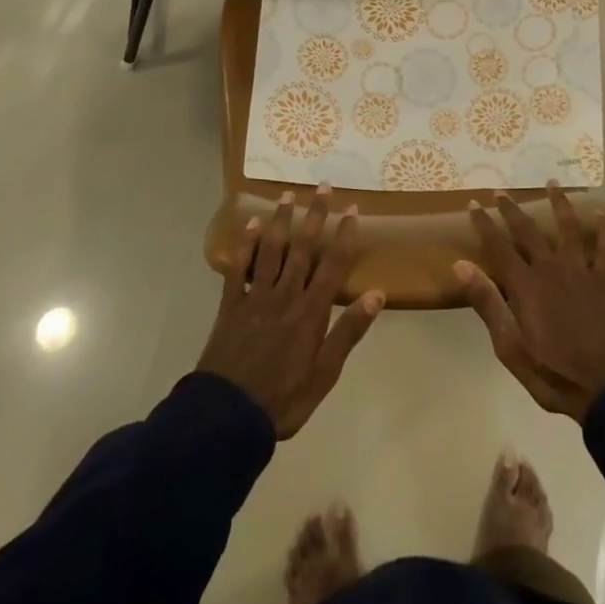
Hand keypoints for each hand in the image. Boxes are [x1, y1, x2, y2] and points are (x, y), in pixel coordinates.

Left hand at [197, 187, 383, 438]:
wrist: (226, 418)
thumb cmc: (283, 400)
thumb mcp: (325, 375)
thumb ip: (349, 332)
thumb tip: (377, 294)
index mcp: (311, 312)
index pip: (333, 264)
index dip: (344, 235)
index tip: (353, 208)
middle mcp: (286, 295)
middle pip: (303, 248)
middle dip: (315, 215)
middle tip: (323, 186)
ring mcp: (255, 297)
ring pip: (271, 250)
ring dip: (281, 220)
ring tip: (288, 194)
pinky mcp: (230, 305)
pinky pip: (238, 268)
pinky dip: (245, 244)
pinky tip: (250, 223)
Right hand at [456, 185, 604, 421]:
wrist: (604, 389)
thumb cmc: (552, 372)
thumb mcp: (509, 346)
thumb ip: (487, 303)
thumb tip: (461, 265)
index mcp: (526, 285)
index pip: (498, 246)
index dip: (484, 224)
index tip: (473, 204)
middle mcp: (551, 270)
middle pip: (528, 232)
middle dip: (512, 210)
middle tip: (500, 191)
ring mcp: (580, 274)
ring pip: (568, 230)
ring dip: (559, 204)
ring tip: (553, 184)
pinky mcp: (602, 285)